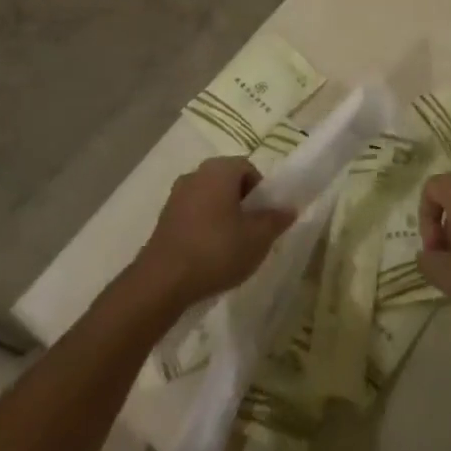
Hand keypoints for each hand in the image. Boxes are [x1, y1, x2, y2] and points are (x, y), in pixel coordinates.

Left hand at [136, 157, 294, 305]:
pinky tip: (208, 255)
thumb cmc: (216, 250)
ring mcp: (176, 196)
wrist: (161, 282)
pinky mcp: (163, 219)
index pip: (248, 168)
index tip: (264, 218)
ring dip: (222, 217)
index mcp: (220, 169)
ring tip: (230, 247)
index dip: (261, 192)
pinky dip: (204, 228)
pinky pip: (193, 215)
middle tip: (251, 232)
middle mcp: (196, 174)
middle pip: (228, 182)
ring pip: (210, 199)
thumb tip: (288, 208)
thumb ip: (276, 219)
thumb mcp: (258, 238)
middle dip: (242, 204)